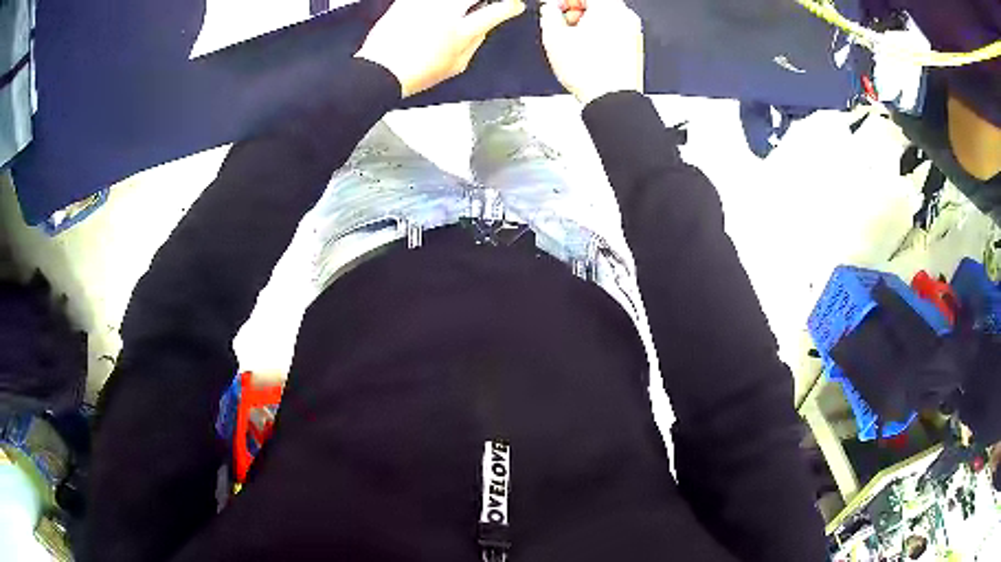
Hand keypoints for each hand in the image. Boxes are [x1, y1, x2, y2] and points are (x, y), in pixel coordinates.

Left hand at [356, 0, 524, 97]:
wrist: (380, 71)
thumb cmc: (417, 73)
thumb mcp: (456, 66)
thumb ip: (474, 44)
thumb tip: (485, 29)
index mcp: (461, 33)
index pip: (495, 12)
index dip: (509, 7)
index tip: (514, 5)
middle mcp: (446, 14)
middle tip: (487, 3)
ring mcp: (425, 6)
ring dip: (461, 2)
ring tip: (461, 8)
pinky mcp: (407, 2)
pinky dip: (434, 3)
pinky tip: (439, 8)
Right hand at [540, 0, 643, 104]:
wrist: (610, 99)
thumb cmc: (589, 71)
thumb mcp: (554, 37)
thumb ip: (548, 14)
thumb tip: (549, 9)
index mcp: (608, 7)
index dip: (563, 1)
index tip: (553, 7)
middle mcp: (624, 16)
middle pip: (595, 3)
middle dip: (574, 9)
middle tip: (560, 22)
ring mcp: (632, 31)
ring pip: (604, 16)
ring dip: (585, 21)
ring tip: (571, 38)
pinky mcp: (633, 45)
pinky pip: (612, 29)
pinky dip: (597, 33)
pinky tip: (585, 48)